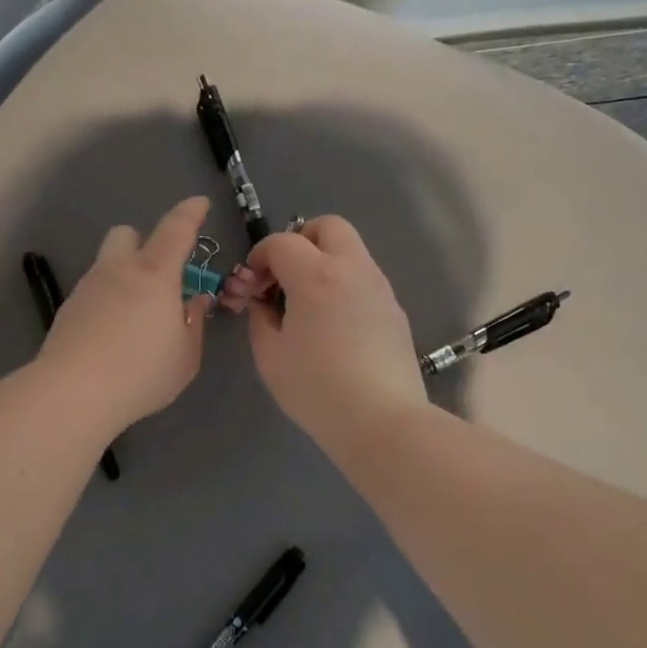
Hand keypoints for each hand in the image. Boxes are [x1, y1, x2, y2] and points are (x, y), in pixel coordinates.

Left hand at [38, 196, 214, 435]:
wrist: (74, 393)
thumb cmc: (141, 372)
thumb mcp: (185, 356)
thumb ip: (193, 323)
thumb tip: (193, 301)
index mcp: (154, 274)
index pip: (176, 229)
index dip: (190, 213)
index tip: (200, 204)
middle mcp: (118, 271)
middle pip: (126, 234)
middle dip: (143, 243)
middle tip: (158, 277)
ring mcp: (87, 288)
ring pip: (107, 265)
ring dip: (124, 277)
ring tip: (135, 318)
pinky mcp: (67, 310)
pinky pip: (93, 292)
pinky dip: (106, 301)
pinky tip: (111, 336)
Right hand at [219, 215, 427, 460]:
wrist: (381, 421)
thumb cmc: (317, 389)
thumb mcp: (270, 356)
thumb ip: (259, 318)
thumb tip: (263, 302)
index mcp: (316, 276)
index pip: (282, 241)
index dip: (260, 256)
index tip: (252, 284)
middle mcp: (352, 269)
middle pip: (327, 226)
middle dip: (299, 240)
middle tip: (284, 277)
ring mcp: (379, 287)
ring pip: (350, 250)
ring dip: (323, 261)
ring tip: (307, 303)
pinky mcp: (394, 309)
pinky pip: (363, 278)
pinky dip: (342, 284)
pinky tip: (333, 324)